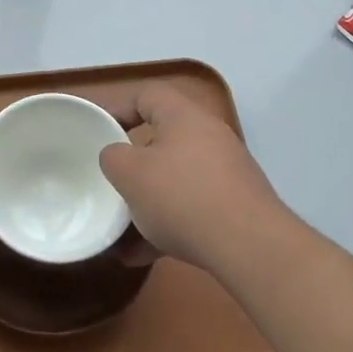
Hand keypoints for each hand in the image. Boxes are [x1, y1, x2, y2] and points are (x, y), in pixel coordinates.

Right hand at [100, 83, 291, 276]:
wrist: (250, 246)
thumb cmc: (182, 197)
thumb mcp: (130, 174)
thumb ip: (113, 157)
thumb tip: (117, 156)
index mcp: (183, 116)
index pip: (147, 95)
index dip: (121, 109)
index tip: (102, 133)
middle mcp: (209, 135)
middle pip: (163, 139)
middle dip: (136, 164)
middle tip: (115, 183)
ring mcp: (227, 171)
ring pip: (177, 178)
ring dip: (150, 202)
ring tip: (123, 231)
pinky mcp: (238, 205)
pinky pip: (194, 207)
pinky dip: (169, 225)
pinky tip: (143, 256)